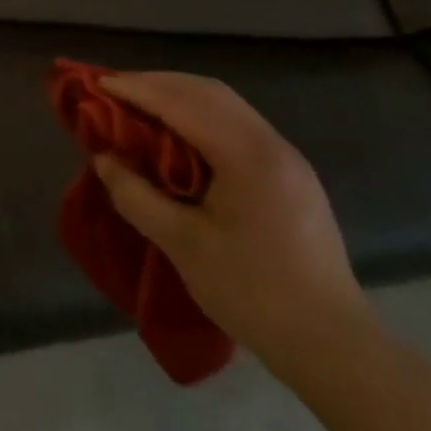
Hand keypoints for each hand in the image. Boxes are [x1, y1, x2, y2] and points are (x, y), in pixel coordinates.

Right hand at [89, 72, 371, 374]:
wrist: (333, 346)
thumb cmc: (252, 292)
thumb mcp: (182, 245)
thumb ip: (136, 195)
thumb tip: (103, 159)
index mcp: (248, 156)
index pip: (182, 103)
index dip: (137, 90)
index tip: (98, 84)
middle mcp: (272, 144)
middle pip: (208, 92)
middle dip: (157, 83)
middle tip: (114, 89)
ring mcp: (287, 159)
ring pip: (226, 105)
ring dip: (179, 96)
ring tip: (139, 104)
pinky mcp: (291, 176)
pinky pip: (238, 125)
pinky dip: (200, 115)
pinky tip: (178, 133)